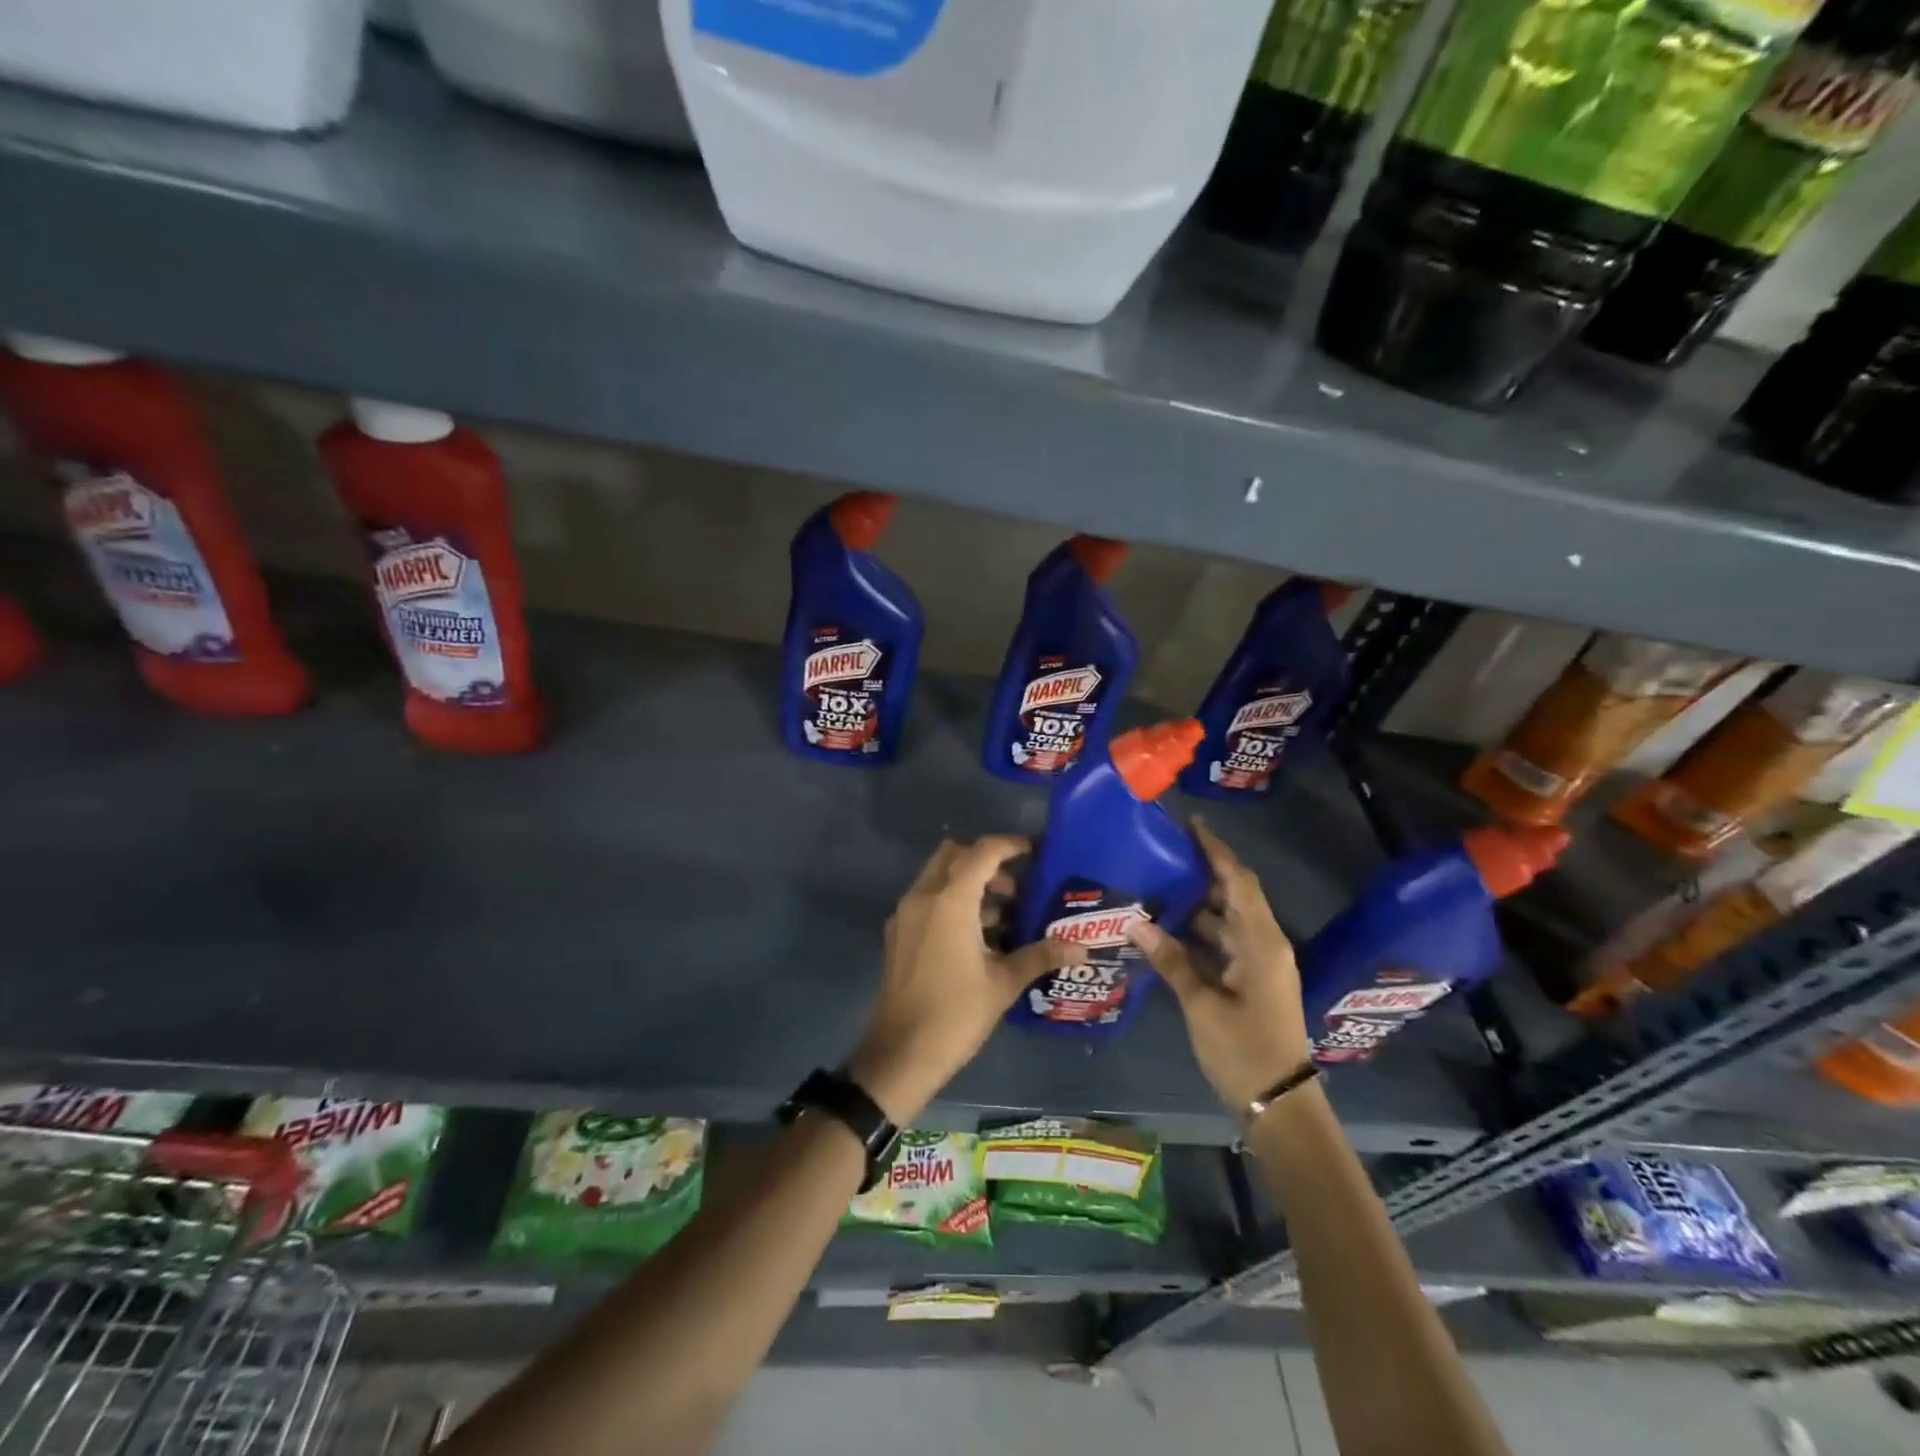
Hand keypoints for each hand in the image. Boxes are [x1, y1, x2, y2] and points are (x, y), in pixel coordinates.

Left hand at [847, 836, 1086, 1123]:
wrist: (900, 1053)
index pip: (981, 852)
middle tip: (1016, 886)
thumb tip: (1080, 947)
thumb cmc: (956, 1014)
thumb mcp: (1003, 983)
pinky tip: (977, 936)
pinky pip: (927, 900)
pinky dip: (951, 901)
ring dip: (968, 883)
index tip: (1034, 849)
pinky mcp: (898, 934)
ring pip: (938, 877)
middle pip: (954, 855)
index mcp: (949, 901)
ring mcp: (905, 915)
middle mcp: (922, 897)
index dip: (1009, 845)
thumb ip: (1040, 955)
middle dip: (985, 861)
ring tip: (1005, 914)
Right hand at [1127, 819, 1312, 1111]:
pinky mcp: (1251, 981)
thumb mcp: (1202, 1005)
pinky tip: (1167, 930)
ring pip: (1226, 920)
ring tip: (1157, 885)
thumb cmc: (1244, 1050)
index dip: (1216, 851)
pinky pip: (1224, 943)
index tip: (1190, 825)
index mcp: (1261, 941)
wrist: (1280, 1103)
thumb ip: (1171, 960)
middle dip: (1203, 871)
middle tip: (1163, 853)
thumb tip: (1135, 922)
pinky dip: (1199, 932)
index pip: (1239, 881)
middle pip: (1234, 895)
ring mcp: (1259, 964)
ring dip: (1197, 903)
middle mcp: (1264, 944)